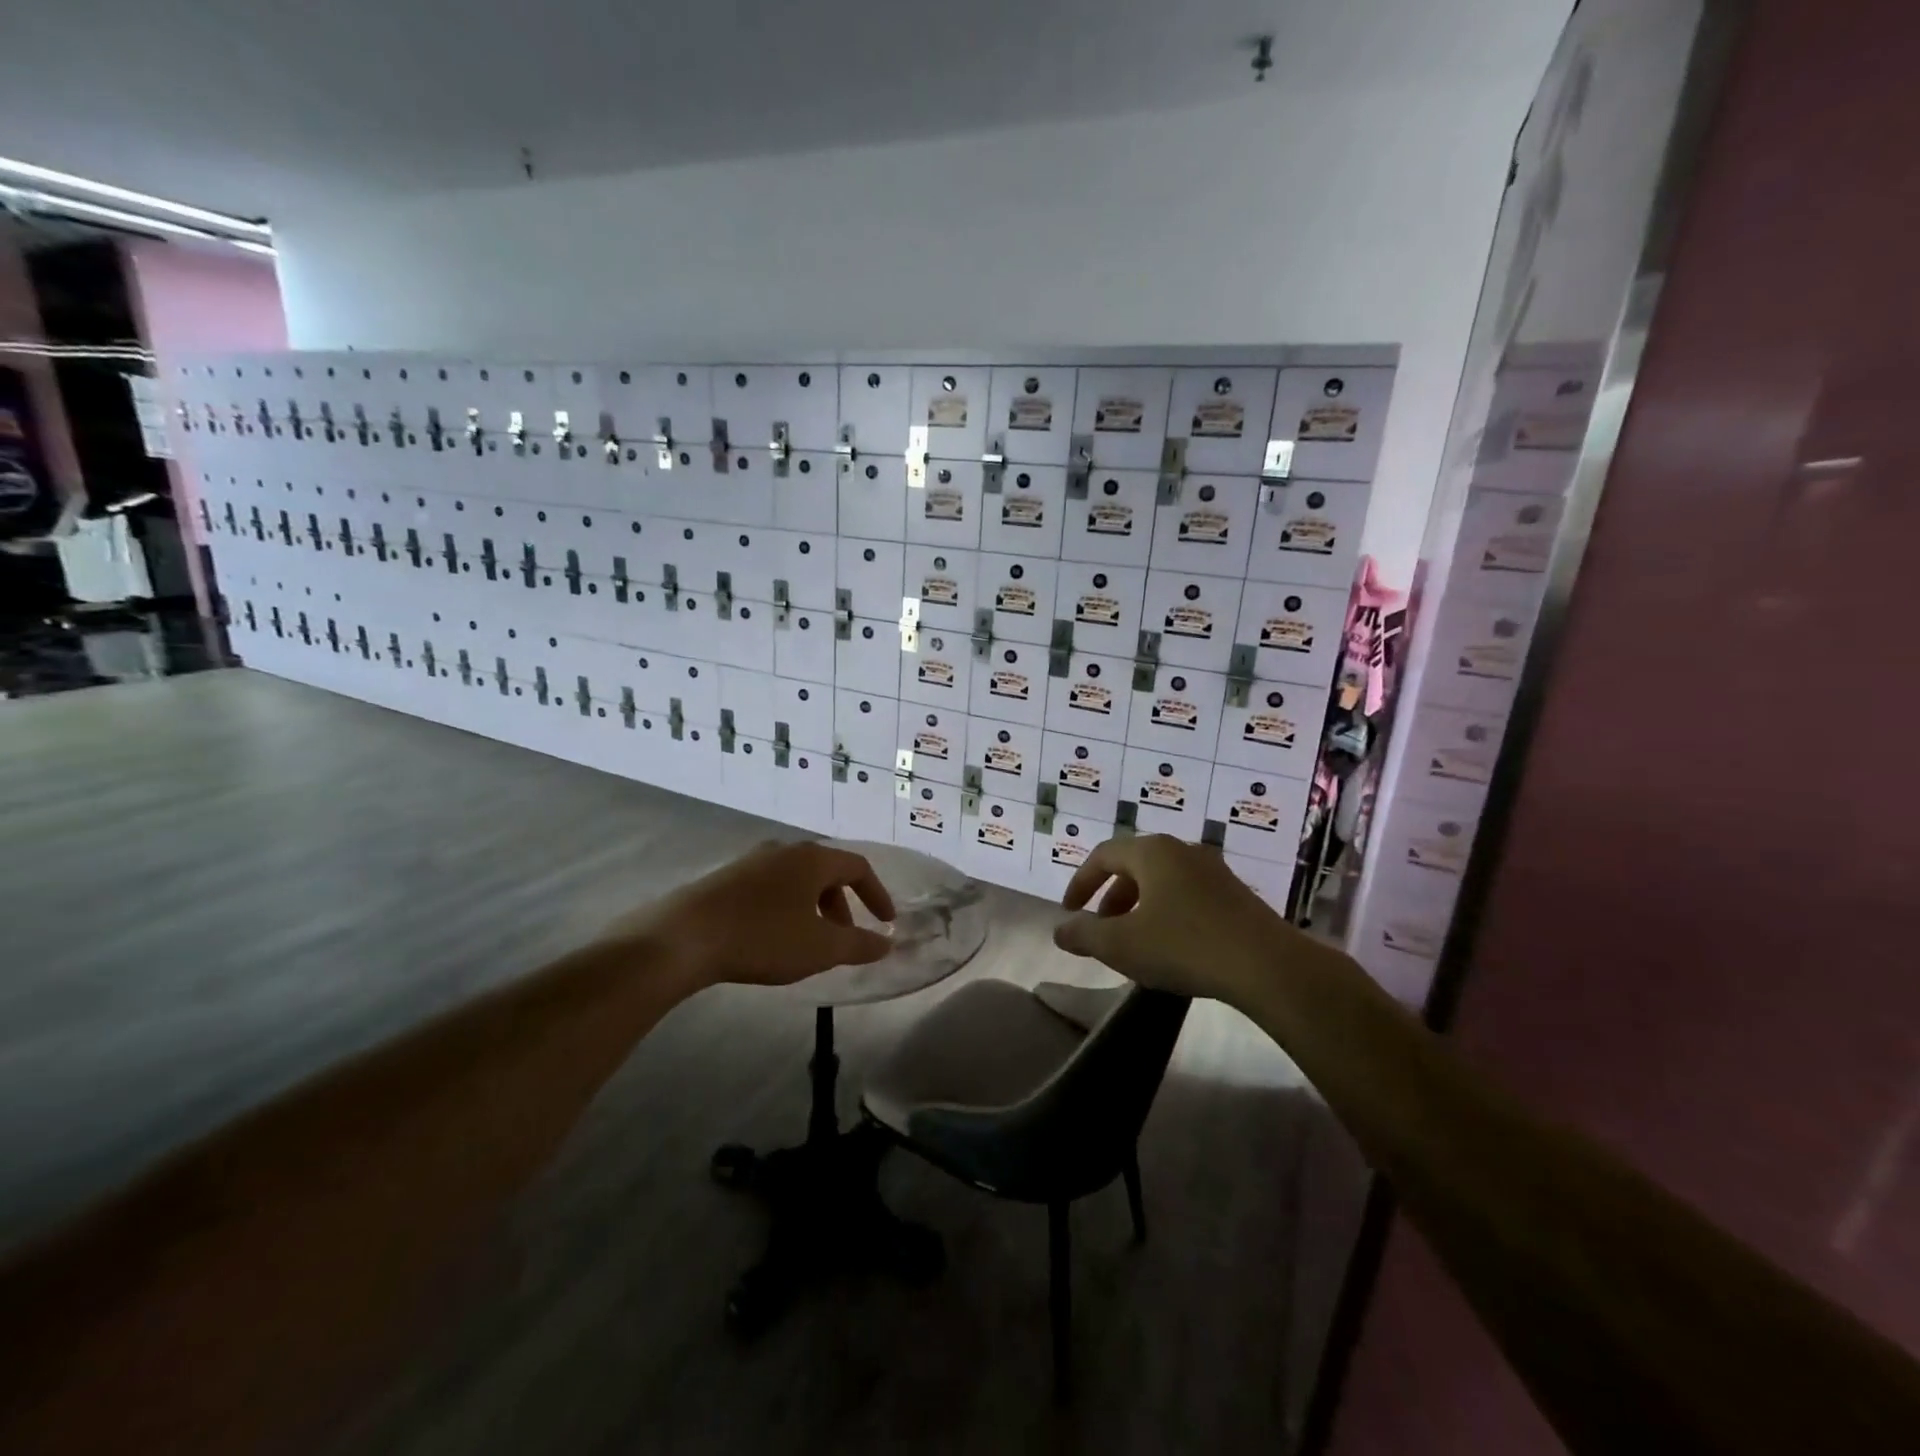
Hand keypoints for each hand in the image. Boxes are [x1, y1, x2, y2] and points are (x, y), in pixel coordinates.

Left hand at [610, 841, 896, 989]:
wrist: (681, 938)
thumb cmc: (762, 937)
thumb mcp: (820, 948)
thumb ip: (859, 945)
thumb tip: (886, 942)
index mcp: (812, 858)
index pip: (858, 866)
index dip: (877, 893)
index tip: (886, 922)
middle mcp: (784, 850)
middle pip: (826, 872)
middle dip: (842, 905)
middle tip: (845, 938)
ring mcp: (751, 861)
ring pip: (796, 880)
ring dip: (813, 908)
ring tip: (809, 943)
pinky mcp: (725, 878)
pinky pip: (770, 888)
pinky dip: (786, 908)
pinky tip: (772, 938)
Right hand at [1054, 835, 1293, 1002]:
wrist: (1268, 967)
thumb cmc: (1184, 946)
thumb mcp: (1122, 945)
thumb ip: (1084, 935)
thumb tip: (1060, 930)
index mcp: (1152, 852)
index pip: (1103, 855)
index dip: (1080, 883)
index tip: (1069, 912)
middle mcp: (1182, 850)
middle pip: (1134, 866)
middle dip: (1110, 897)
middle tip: (1100, 928)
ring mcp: (1214, 871)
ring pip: (1162, 881)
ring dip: (1138, 907)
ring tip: (1133, 941)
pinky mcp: (1236, 895)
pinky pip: (1187, 895)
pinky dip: (1166, 913)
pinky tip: (1171, 947)